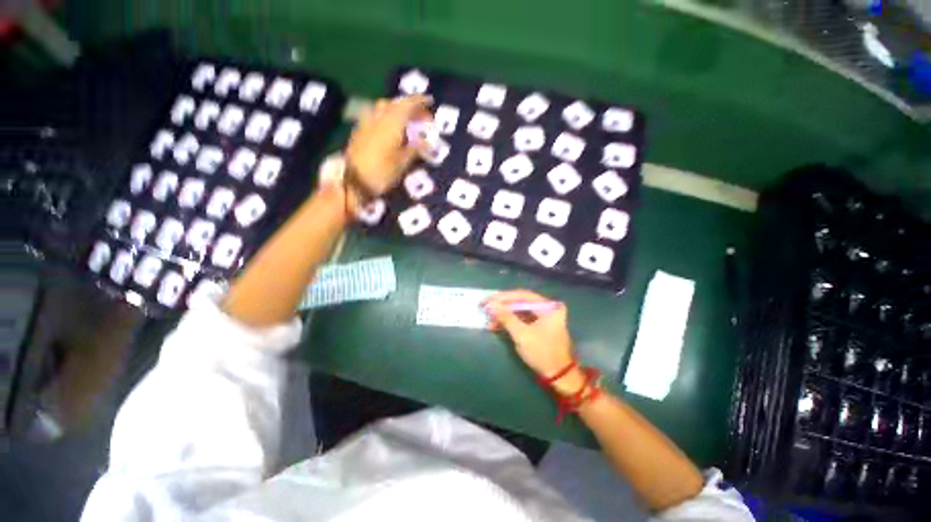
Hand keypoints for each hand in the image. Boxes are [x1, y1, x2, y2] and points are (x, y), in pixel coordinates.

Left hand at [345, 95, 431, 195]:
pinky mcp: (360, 130)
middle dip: (410, 106)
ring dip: (397, 109)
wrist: (354, 180)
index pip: (407, 105)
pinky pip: (375, 115)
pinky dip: (386, 116)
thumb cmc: (382, 172)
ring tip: (406, 120)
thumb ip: (416, 149)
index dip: (420, 102)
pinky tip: (390, 127)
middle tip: (421, 116)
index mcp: (391, 123)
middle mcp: (378, 117)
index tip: (430, 101)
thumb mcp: (403, 163)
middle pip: (395, 104)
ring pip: (383, 107)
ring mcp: (366, 123)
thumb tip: (428, 142)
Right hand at [484, 290, 575, 377]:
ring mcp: (543, 315)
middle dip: (501, 306)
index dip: (502, 297)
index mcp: (548, 306)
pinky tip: (496, 324)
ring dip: (503, 314)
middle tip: (485, 307)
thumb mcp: (522, 335)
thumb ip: (506, 317)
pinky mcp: (538, 324)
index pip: (521, 295)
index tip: (487, 300)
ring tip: (488, 318)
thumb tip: (490, 305)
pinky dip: (509, 321)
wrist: (558, 375)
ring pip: (519, 310)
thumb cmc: (542, 353)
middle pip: (520, 301)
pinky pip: (521, 318)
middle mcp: (547, 307)